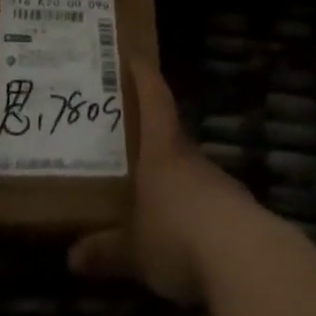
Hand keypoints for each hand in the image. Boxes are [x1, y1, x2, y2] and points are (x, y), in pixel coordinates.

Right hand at [68, 58, 261, 303]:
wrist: (243, 258)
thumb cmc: (176, 233)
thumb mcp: (134, 249)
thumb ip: (106, 250)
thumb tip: (72, 257)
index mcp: (162, 148)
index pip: (155, 97)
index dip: (144, 76)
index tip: (134, 57)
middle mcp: (190, 156)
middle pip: (170, 131)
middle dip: (151, 130)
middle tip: (127, 133)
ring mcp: (216, 181)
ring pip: (187, 167)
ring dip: (170, 172)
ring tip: (147, 186)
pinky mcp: (234, 209)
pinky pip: (204, 198)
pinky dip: (188, 206)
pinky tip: (177, 229)